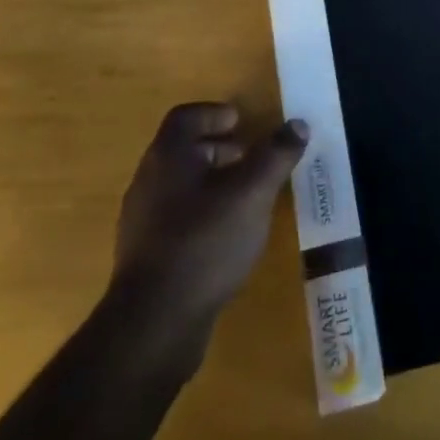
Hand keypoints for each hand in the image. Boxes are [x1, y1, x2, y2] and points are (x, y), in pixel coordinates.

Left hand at [111, 102, 308, 335]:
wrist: (154, 326)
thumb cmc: (205, 242)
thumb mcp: (252, 193)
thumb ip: (276, 155)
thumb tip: (298, 124)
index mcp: (168, 155)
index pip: (186, 116)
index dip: (214, 114)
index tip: (241, 122)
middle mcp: (148, 180)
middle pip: (183, 150)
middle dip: (218, 149)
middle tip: (250, 158)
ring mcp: (141, 222)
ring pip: (179, 186)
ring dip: (211, 183)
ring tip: (244, 198)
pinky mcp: (144, 258)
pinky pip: (174, 220)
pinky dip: (200, 215)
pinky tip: (225, 238)